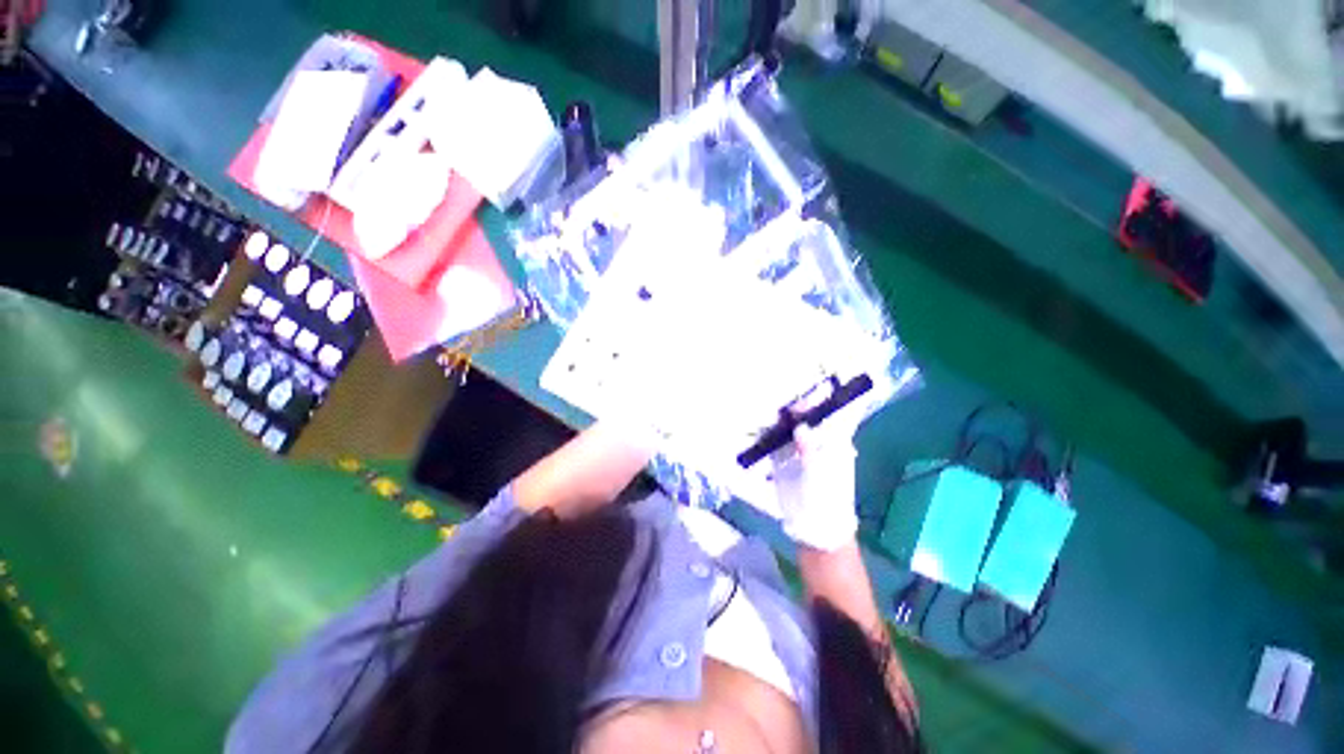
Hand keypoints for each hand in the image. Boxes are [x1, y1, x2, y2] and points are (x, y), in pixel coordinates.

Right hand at [770, 401, 862, 551]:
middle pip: (802, 419)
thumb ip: (809, 449)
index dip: (814, 403)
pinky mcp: (782, 460)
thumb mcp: (820, 472)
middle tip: (776, 396)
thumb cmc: (827, 499)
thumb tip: (800, 426)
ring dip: (776, 420)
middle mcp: (814, 442)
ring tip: (762, 406)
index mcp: (832, 442)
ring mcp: (797, 451)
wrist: (815, 527)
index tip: (800, 393)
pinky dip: (765, 435)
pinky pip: (773, 443)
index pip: (824, 416)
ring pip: (786, 429)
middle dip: (791, 409)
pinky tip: (757, 426)